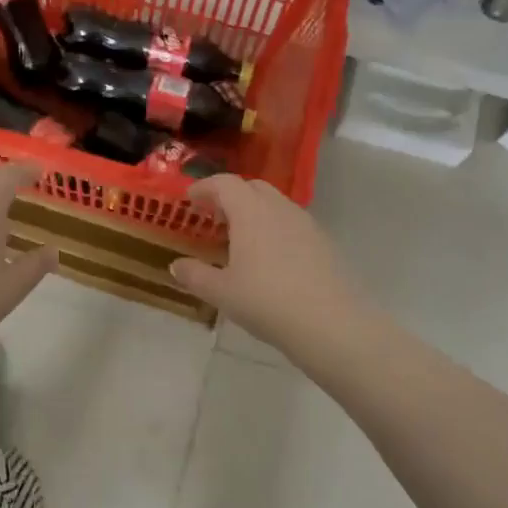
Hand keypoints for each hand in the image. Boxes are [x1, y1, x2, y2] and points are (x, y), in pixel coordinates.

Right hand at [170, 175, 371, 363]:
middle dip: (230, 195)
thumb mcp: (221, 292)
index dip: (204, 187)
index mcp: (250, 211)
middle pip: (252, 186)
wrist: (330, 323)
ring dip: (254, 211)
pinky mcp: (323, 242)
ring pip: (275, 204)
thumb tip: (176, 266)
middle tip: (214, 217)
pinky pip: (291, 223)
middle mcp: (279, 208)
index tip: (189, 200)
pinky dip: (274, 228)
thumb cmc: (266, 301)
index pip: (224, 183)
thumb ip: (195, 275)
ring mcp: (305, 223)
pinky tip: (269, 258)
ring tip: (240, 239)